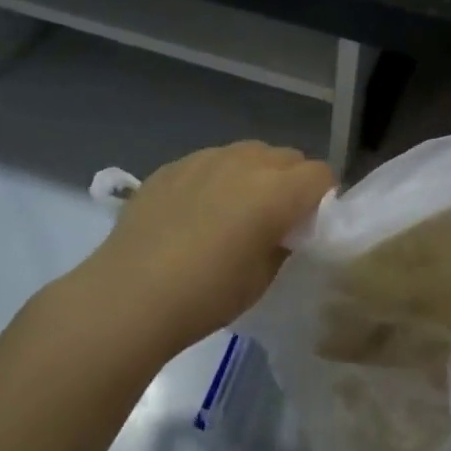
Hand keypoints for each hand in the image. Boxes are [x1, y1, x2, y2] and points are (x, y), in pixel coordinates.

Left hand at [63, 143, 334, 361]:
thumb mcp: (263, 277)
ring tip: (234, 211)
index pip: (320, 174)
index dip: (322, 197)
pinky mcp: (173, 166)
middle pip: (288, 157)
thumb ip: (284, 242)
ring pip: (248, 153)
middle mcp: (246, 162)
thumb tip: (284, 228)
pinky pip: (210, 162)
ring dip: (254, 174)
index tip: (308, 223)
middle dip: (291, 181)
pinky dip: (216, 178)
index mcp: (277, 190)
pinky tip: (195, 212)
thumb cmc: (206, 295)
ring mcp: (206, 158)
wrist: (128, 296)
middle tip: (276, 218)